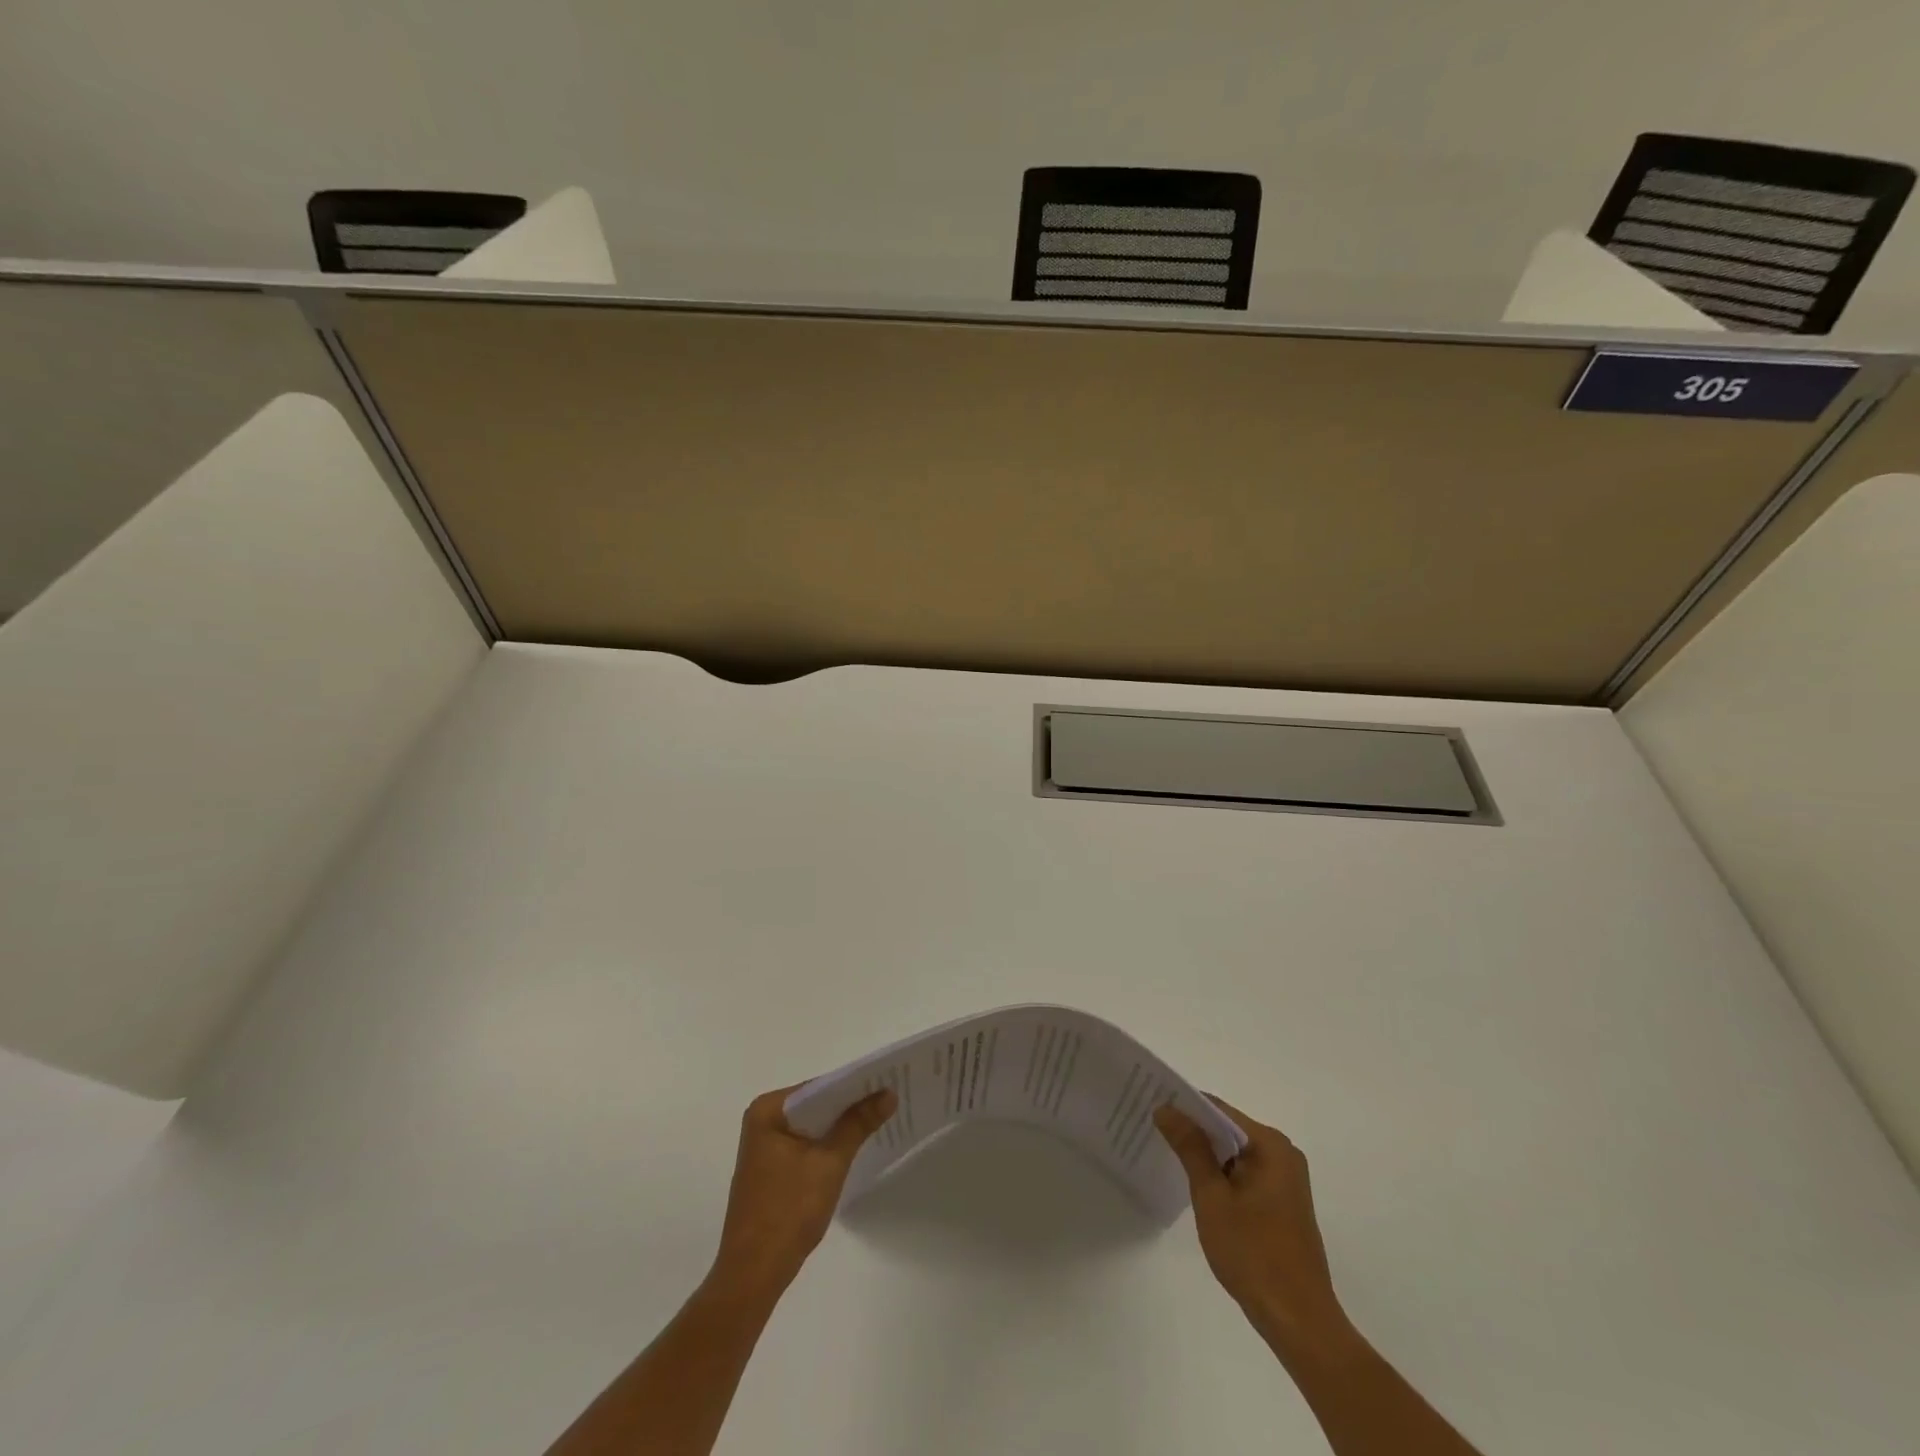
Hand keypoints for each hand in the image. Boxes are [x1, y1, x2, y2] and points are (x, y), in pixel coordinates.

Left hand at [709, 1084, 894, 1299]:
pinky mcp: (770, 1169)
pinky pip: (804, 1144)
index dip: (854, 1086)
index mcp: (768, 1110)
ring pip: (811, 1126)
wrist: (753, 1275)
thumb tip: (888, 1094)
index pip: (819, 1087)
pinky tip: (852, 1147)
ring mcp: (764, 1146)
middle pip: (815, 1105)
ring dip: (839, 1127)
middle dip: (849, 1106)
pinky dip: (826, 1145)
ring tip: (878, 1119)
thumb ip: (858, 1124)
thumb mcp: (830, 1163)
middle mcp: (762, 1120)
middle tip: (889, 1099)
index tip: (886, 1083)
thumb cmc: (788, 1211)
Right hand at [1155, 1096, 1352, 1353]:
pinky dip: (1221, 1175)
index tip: (1151, 1106)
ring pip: (1235, 1153)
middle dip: (1193, 1130)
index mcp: (1270, 1145)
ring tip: (1167, 1153)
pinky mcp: (1283, 1202)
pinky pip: (1244, 1173)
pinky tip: (1197, 1185)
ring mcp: (1286, 1179)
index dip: (1183, 1106)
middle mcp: (1283, 1153)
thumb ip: (1190, 1148)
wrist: (1300, 1322)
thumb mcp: (1212, 1197)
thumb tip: (1166, 1108)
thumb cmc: (1253, 1254)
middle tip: (1153, 1129)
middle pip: (1228, 1129)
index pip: (1218, 1109)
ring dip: (1205, 1155)